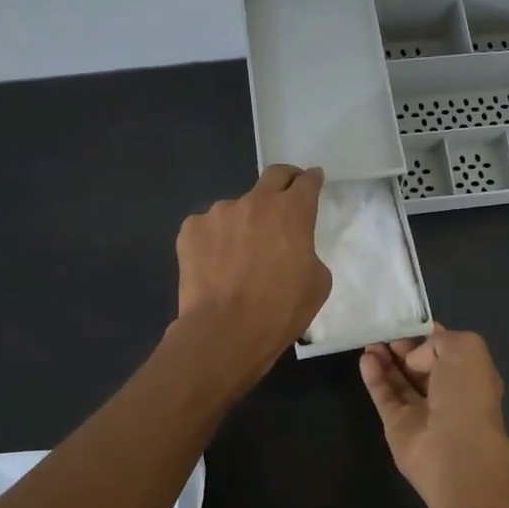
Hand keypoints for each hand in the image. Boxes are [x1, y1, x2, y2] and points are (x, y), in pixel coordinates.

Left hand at [175, 164, 331, 374]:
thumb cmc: (280, 310)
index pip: (307, 182)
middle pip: (274, 176)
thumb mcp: (317, 283)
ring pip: (237, 208)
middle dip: (285, 180)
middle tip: (287, 195)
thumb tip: (293, 248)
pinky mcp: (191, 229)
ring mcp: (218, 212)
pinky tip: (215, 266)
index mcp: (292, 212)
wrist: (224, 331)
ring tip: (240, 254)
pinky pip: (208, 228)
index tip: (314, 180)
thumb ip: (308, 252)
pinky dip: (215, 240)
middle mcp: (255, 202)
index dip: (312, 179)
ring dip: (244, 221)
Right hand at [359, 325, 508, 503]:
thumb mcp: (465, 348)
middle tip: (386, 330)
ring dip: (386, 359)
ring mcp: (422, 412)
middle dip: (404, 347)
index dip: (429, 335)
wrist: (454, 449)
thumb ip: (437, 341)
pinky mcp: (397, 426)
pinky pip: (384, 396)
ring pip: (400, 380)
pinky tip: (365, 359)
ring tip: (370, 340)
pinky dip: (374, 377)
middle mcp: (448, 394)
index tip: (410, 320)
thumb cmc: (466, 394)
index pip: (448, 351)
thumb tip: (414, 359)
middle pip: (421, 366)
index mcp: (470, 375)